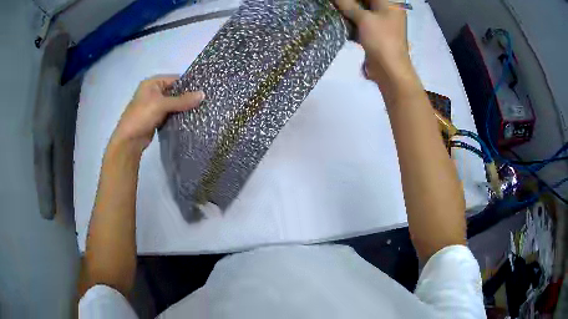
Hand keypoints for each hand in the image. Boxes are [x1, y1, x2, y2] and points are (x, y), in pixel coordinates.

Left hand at [110, 76, 204, 152]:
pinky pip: (170, 113)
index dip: (188, 84)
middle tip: (204, 101)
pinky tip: (190, 118)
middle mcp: (153, 92)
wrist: (129, 140)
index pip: (175, 79)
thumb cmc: (142, 116)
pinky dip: (178, 116)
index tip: (203, 90)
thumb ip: (182, 100)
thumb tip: (203, 94)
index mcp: (152, 83)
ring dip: (183, 107)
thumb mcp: (162, 105)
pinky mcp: (156, 118)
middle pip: (175, 91)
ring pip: (173, 104)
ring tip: (200, 109)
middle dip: (187, 97)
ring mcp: (154, 105)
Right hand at [335, 0, 411, 87]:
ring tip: (334, 9)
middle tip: (336, 3)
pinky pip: (360, 22)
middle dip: (349, 2)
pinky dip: (350, 21)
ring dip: (348, 10)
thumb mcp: (364, 19)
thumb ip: (348, 4)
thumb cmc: (381, 40)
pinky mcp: (374, 33)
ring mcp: (380, 23)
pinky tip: (339, 20)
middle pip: (365, 1)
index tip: (340, 0)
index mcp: (389, 4)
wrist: (389, 70)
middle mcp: (386, 11)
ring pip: (361, 11)